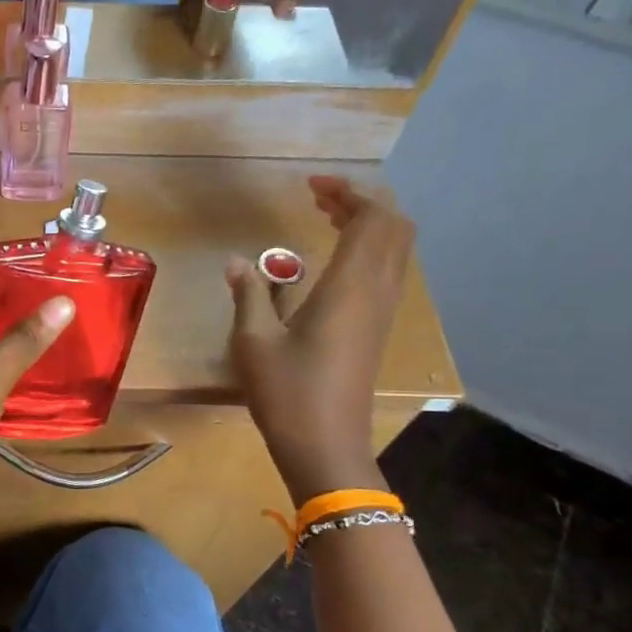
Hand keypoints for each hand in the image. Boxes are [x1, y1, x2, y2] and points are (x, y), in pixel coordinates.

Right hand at [228, 177, 414, 499]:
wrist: (326, 446)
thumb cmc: (288, 392)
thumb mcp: (254, 341)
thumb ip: (249, 294)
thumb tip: (236, 262)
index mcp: (351, 287)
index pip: (372, 219)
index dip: (349, 192)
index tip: (311, 186)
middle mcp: (377, 292)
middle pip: (394, 227)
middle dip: (363, 202)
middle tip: (320, 198)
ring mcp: (382, 312)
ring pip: (395, 249)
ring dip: (368, 224)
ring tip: (326, 218)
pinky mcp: (377, 329)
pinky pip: (387, 271)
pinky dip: (368, 249)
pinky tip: (334, 260)